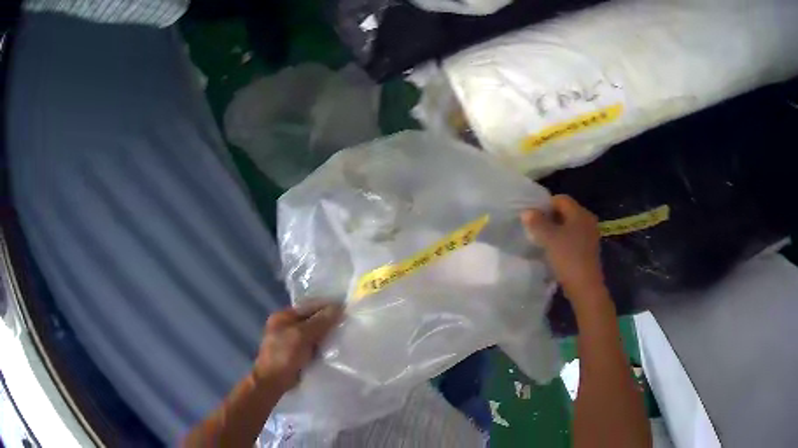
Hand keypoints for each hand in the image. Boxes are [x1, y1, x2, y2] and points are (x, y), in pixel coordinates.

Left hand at [253, 303, 343, 392]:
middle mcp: (287, 325)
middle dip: (329, 321)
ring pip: (315, 333)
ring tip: (347, 335)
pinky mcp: (298, 354)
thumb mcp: (301, 336)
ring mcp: (292, 340)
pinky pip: (315, 345)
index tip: (347, 309)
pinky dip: (324, 346)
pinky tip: (338, 348)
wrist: (273, 382)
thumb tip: (339, 307)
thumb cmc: (283, 355)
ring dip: (328, 335)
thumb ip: (319, 321)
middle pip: (313, 319)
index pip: (309, 306)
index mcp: (284, 316)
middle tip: (350, 323)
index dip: (327, 306)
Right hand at [522, 195, 606, 304]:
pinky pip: (573, 238)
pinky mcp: (589, 249)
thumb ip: (537, 222)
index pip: (560, 199)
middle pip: (565, 212)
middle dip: (549, 218)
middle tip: (535, 229)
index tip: (533, 217)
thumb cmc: (567, 257)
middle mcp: (587, 220)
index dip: (545, 205)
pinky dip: (563, 241)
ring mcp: (590, 235)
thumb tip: (527, 212)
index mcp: (580, 213)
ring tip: (542, 241)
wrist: (585, 286)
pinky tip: (554, 252)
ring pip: (569, 226)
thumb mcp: (548, 238)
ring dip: (555, 231)